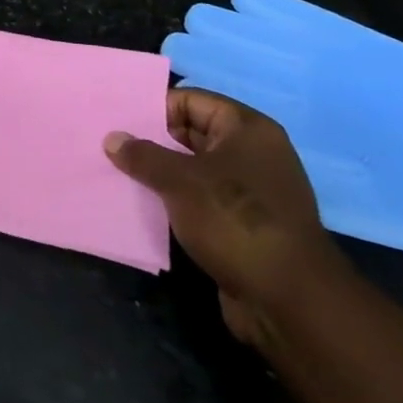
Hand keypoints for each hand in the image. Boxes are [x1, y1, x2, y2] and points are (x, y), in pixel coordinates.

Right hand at [105, 88, 346, 346]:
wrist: (290, 302)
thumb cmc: (235, 220)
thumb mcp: (179, 180)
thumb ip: (143, 155)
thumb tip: (113, 138)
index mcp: (247, 129)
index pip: (191, 100)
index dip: (154, 108)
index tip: (119, 121)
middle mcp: (254, 154)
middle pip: (193, 134)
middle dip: (154, 141)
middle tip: (112, 146)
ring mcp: (253, 192)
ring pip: (196, 170)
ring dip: (163, 174)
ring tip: (121, 174)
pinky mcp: (248, 226)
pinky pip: (204, 201)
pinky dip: (178, 202)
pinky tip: (147, 207)